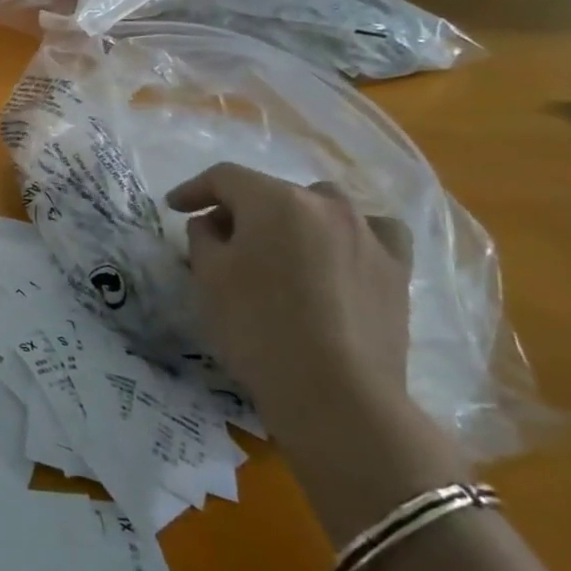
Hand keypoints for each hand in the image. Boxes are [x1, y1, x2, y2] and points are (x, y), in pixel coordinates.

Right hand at [165, 163, 413, 455]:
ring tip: (278, 246)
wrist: (335, 393)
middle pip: (272, 191)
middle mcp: (325, 205)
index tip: (174, 207)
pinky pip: (372, 234)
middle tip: (219, 237)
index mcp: (275, 200)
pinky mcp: (396, 270)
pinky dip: (350, 235)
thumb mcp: (208, 276)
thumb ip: (203, 236)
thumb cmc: (257, 326)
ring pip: (322, 206)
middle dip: (241, 208)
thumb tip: (213, 224)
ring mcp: (367, 235)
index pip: (224, 178)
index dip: (194, 189)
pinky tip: (339, 253)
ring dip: (293, 218)